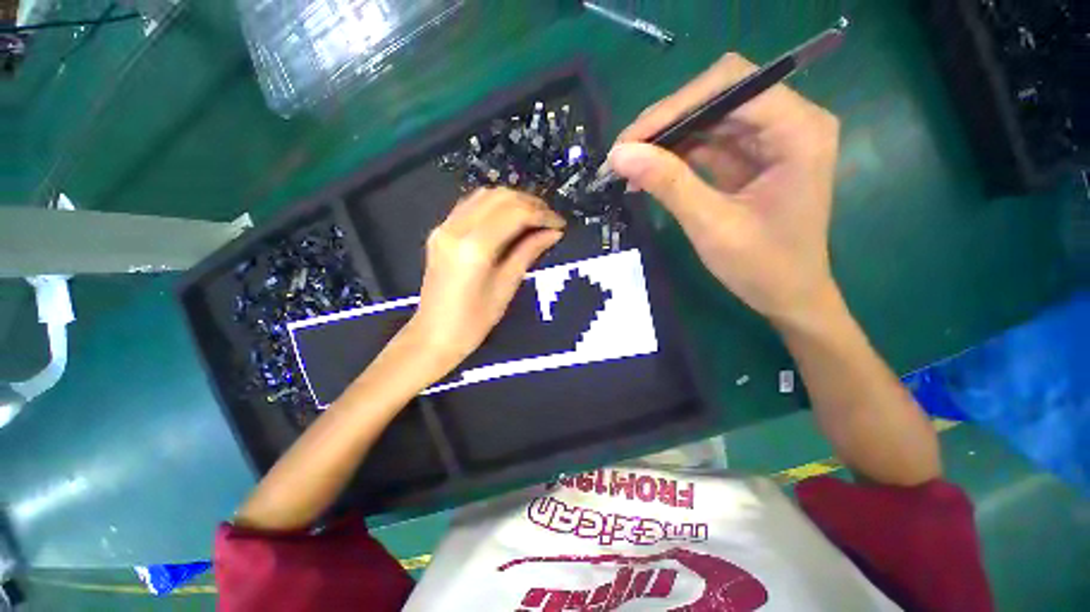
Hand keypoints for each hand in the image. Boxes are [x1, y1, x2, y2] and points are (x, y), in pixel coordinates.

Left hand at [405, 187, 564, 370]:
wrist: (434, 335)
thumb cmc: (475, 321)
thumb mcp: (506, 286)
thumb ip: (528, 253)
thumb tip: (553, 233)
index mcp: (474, 247)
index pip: (514, 213)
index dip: (542, 214)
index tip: (560, 224)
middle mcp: (456, 228)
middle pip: (499, 197)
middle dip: (530, 203)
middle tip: (549, 220)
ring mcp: (444, 227)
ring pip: (484, 195)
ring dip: (513, 201)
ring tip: (533, 218)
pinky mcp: (441, 231)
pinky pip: (471, 205)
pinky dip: (494, 206)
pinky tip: (508, 219)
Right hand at [608, 53, 840, 324]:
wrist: (788, 297)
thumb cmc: (762, 267)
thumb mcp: (711, 225)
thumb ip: (668, 184)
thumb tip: (619, 154)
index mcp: (799, 130)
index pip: (731, 86)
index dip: (674, 106)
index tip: (629, 140)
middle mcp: (789, 122)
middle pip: (718, 96)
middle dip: (666, 123)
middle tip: (622, 153)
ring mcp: (769, 139)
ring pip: (707, 119)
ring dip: (665, 140)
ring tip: (627, 165)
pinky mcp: (751, 157)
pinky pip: (707, 143)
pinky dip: (674, 156)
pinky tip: (647, 173)